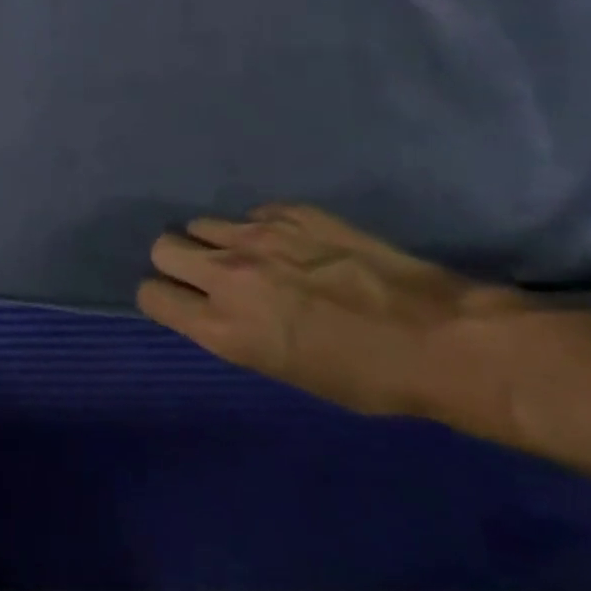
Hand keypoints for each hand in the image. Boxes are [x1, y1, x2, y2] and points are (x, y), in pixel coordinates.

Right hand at [138, 204, 531, 417]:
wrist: (438, 337)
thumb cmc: (366, 379)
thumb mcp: (285, 372)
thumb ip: (236, 332)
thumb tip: (219, 308)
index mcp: (225, 327)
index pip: (152, 295)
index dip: (160, 296)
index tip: (177, 300)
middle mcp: (229, 275)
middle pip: (163, 246)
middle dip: (175, 260)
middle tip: (206, 275)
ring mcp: (259, 236)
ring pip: (201, 223)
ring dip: (215, 241)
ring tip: (250, 258)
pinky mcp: (291, 212)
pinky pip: (251, 215)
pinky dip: (260, 230)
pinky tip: (294, 247)